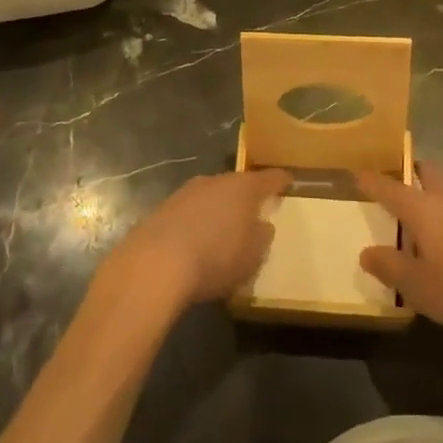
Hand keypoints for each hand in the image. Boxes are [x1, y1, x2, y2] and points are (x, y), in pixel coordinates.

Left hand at [101, 168, 290, 312]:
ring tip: (223, 232)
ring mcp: (185, 192)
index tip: (288, 182)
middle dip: (245, 198)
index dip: (280, 181)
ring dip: (218, 210)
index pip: (269, 179)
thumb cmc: (215, 258)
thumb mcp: (252, 256)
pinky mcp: (163, 209)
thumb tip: (261, 225)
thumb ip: (262, 237)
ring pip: (211, 197)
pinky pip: (190, 212)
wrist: (155, 264)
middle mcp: (215, 181)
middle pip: (237, 185)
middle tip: (254, 213)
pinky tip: (195, 244)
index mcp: (243, 188)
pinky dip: (196, 223)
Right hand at [356, 162, 442, 345]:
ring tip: (438, 221)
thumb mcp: (419, 288)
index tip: (359, 173)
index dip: (372, 181)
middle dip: (414, 173)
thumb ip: (391, 268)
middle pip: (429, 172)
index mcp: (425, 209)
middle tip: (403, 185)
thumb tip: (367, 253)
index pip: (391, 188)